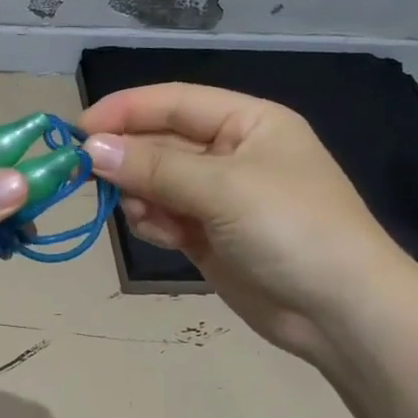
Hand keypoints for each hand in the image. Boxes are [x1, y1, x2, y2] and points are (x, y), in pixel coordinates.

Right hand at [79, 83, 409, 361]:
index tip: (77, 131)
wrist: (341, 314)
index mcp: (248, 123)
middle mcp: (232, 154)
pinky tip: (161, 234)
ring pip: (157, 183)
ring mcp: (220, 198)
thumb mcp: (223, 188)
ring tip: (142, 215)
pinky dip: (154, 223)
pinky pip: (165, 217)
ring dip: (140, 196)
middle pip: (161, 143)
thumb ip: (154, 167)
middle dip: (128, 159)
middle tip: (86, 177)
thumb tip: (90, 149)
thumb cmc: (291, 229)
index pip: (174, 102)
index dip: (125, 111)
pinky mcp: (210, 237)